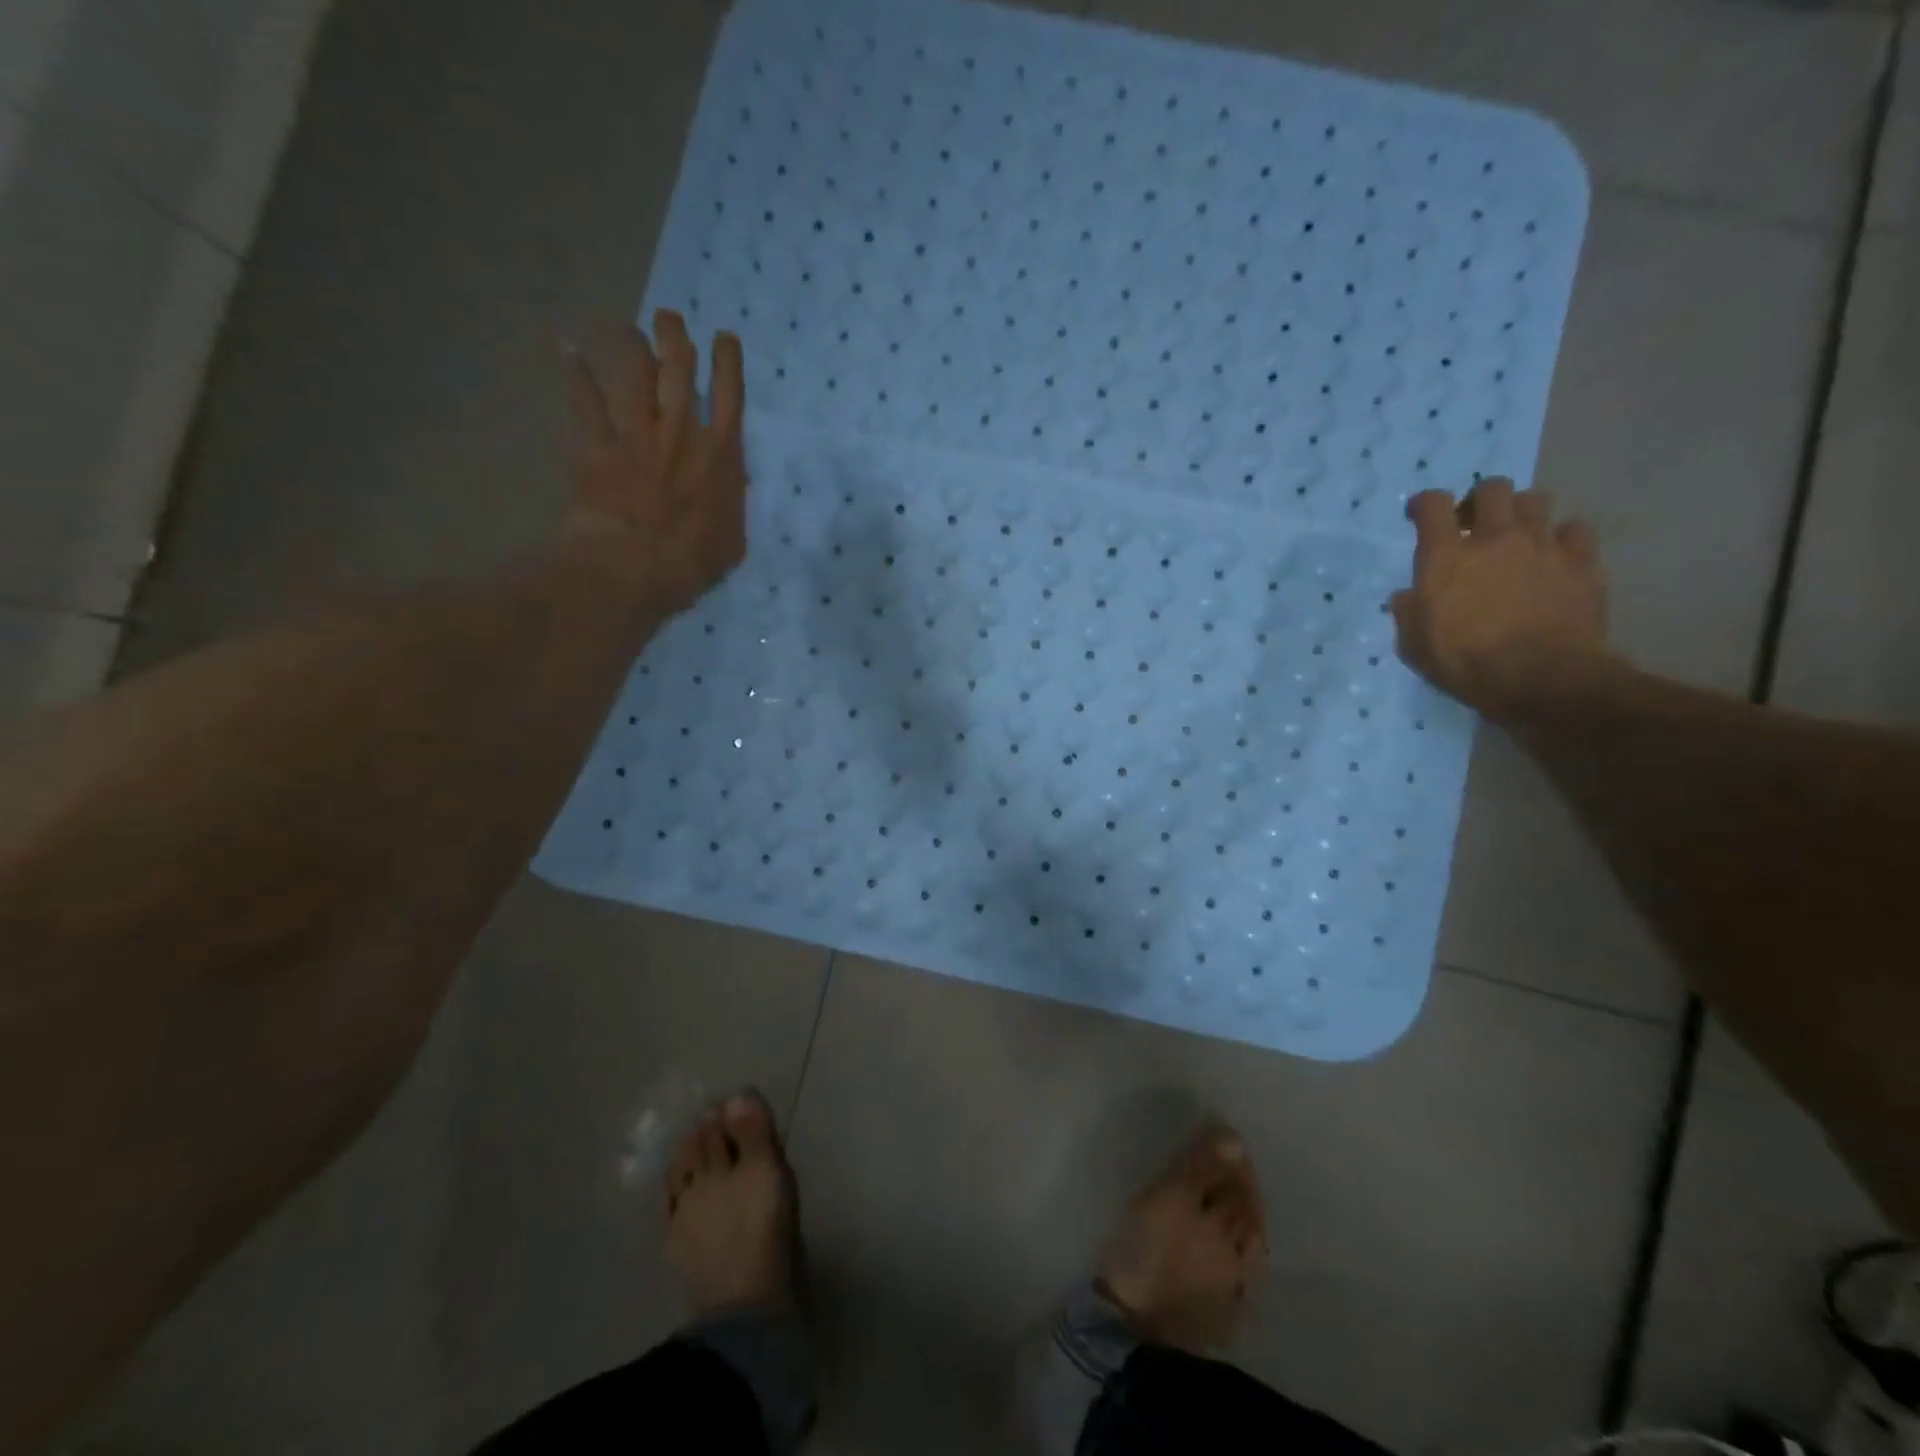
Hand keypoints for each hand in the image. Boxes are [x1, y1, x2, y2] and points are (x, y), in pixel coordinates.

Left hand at [559, 309, 747, 618]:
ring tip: (628, 327)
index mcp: (721, 455)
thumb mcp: (732, 540)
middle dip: (675, 337)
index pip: (729, 394)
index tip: (723, 338)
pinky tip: (566, 347)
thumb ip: (732, 504)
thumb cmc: (691, 562)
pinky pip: (584, 399)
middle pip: (679, 369)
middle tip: (670, 318)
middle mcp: (679, 431)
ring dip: (631, 345)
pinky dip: (575, 372)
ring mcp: (635, 434)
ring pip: (634, 373)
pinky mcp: (596, 444)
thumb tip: (731, 484)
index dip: (727, 361)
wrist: (631, 567)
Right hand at [1390, 477, 1614, 720]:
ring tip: (1517, 534)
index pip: (1433, 505)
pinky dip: (1563, 536)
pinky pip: (1575, 529)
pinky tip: (1556, 554)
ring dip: (1522, 511)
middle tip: (1475, 523)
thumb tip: (1407, 596)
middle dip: (1480, 499)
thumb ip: (1408, 613)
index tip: (1421, 514)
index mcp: (1446, 557)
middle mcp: (1495, 538)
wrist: (1542, 676)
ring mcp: (1543, 545)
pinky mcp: (1582, 561)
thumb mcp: (1414, 645)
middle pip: (1492, 488)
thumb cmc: (1465, 662)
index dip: (1425, 504)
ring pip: (1537, 499)